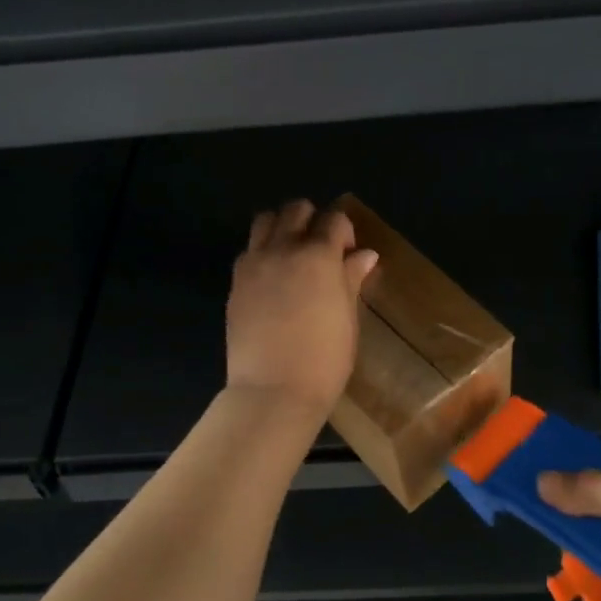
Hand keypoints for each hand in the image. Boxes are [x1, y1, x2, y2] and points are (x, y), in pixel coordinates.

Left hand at [226, 201, 378, 416]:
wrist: (273, 390)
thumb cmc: (324, 359)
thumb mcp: (347, 317)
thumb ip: (351, 279)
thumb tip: (364, 254)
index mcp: (318, 255)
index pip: (334, 220)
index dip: (345, 232)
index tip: (349, 254)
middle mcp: (283, 249)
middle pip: (295, 210)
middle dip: (312, 220)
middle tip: (321, 251)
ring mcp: (254, 264)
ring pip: (265, 220)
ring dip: (282, 228)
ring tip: (293, 256)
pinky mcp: (235, 282)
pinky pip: (249, 250)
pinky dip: (263, 252)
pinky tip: (273, 279)